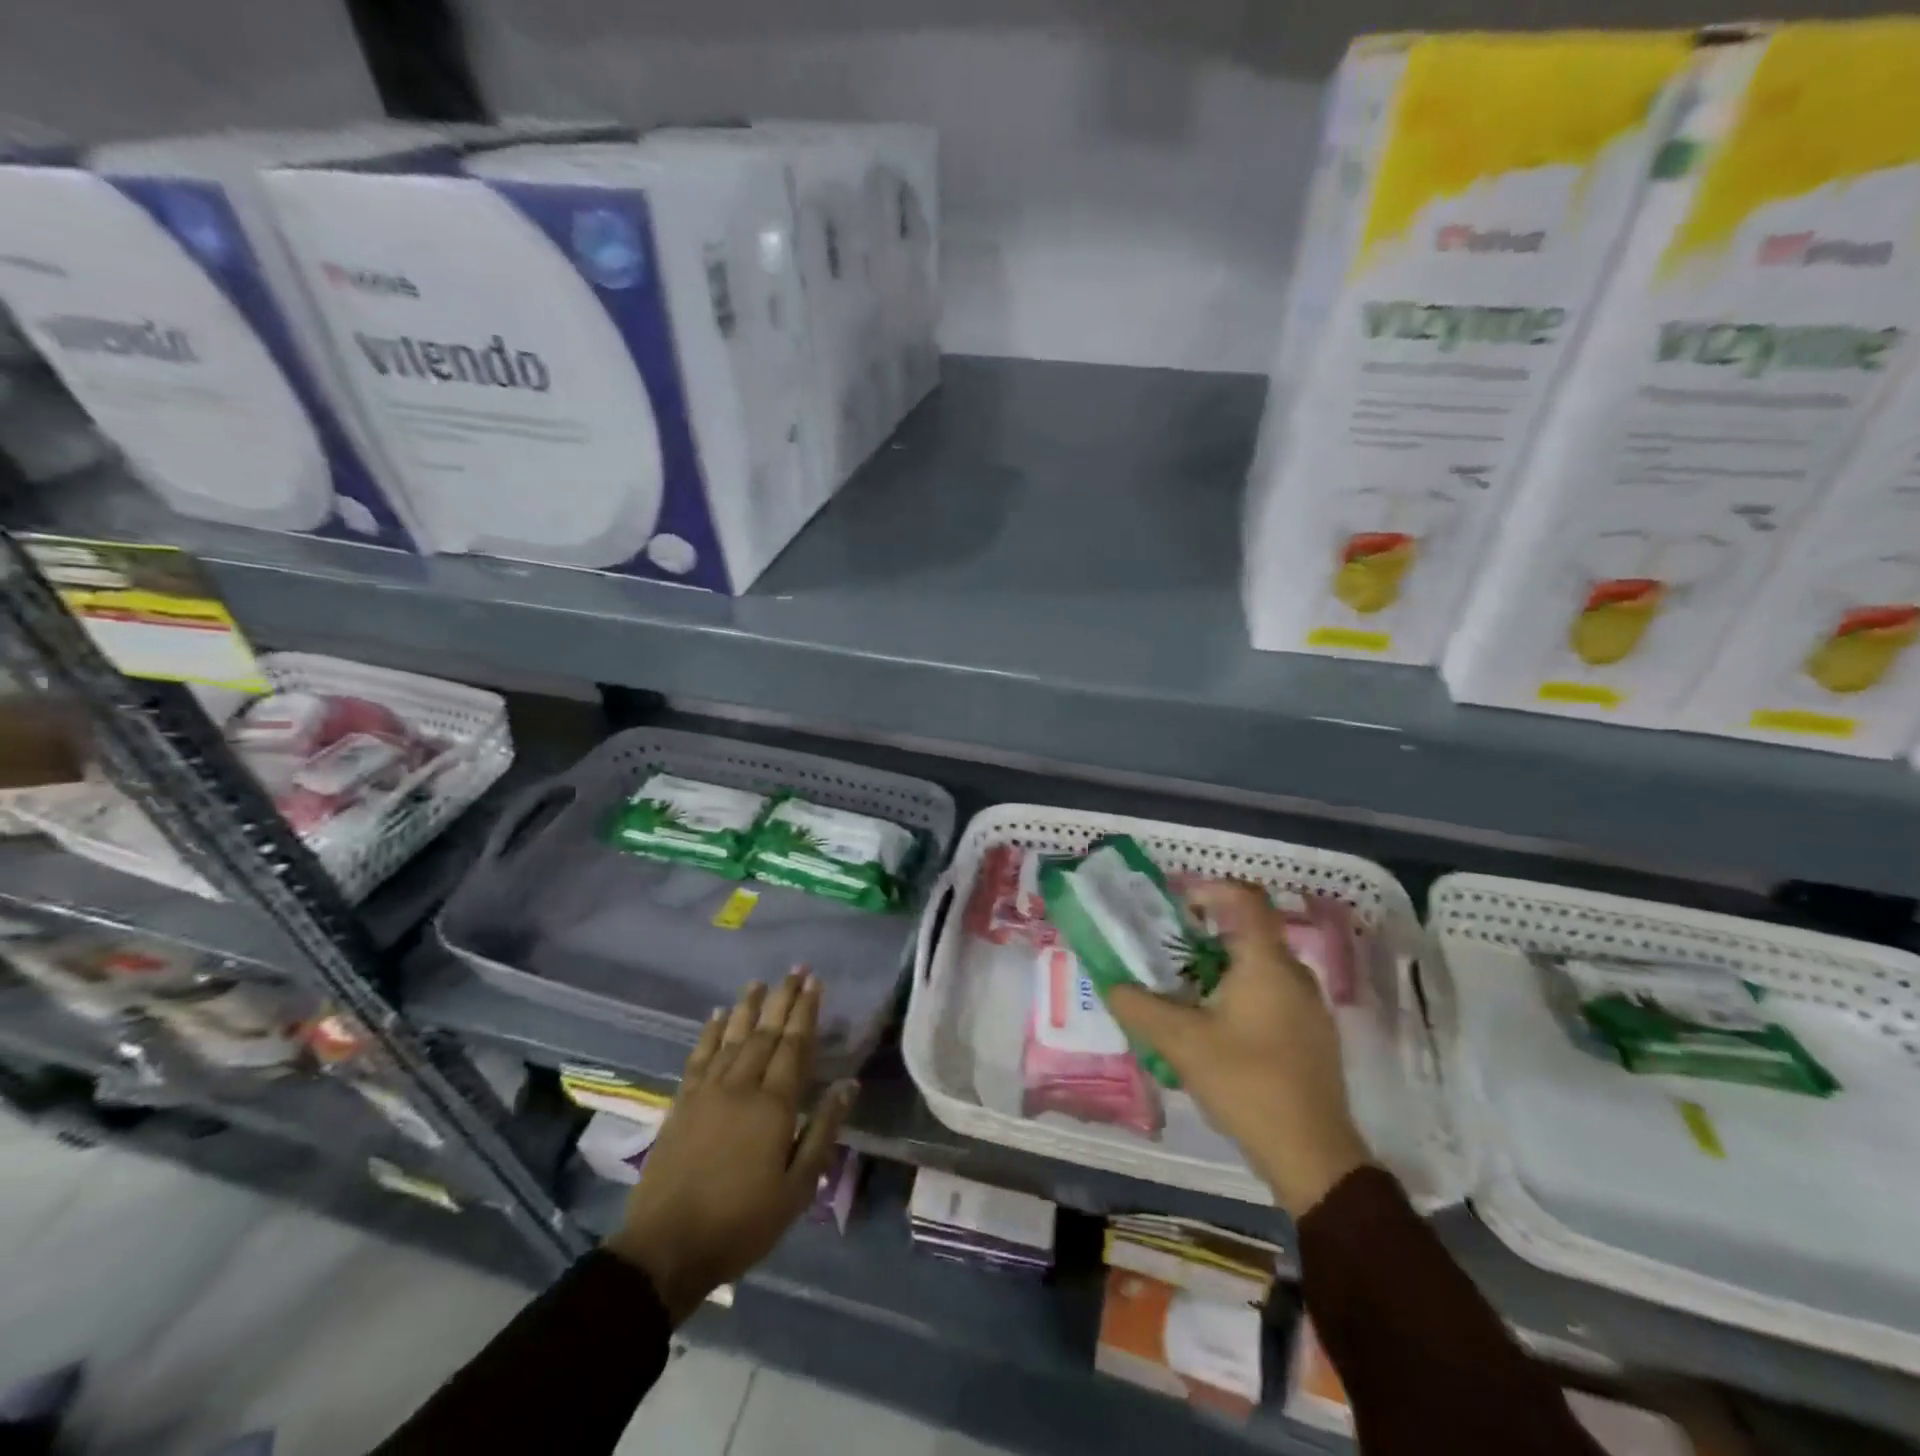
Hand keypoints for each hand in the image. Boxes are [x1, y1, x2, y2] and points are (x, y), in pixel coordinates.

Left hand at [605, 970, 855, 1321]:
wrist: (666, 1248)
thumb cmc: (742, 1223)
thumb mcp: (797, 1188)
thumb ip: (823, 1131)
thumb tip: (848, 1085)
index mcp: (774, 1105)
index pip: (795, 1046)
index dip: (806, 1012)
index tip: (815, 983)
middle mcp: (741, 1086)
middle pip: (766, 1033)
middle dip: (783, 999)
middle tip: (796, 969)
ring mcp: (707, 1092)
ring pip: (733, 1037)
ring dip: (749, 1007)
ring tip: (760, 982)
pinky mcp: (682, 1103)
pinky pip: (700, 1056)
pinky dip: (711, 1032)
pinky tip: (718, 1016)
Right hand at [1105, 881, 1370, 1216]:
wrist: (1314, 1156)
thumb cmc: (1247, 1084)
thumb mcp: (1182, 1044)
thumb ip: (1140, 1008)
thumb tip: (1111, 984)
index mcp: (1267, 963)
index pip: (1245, 899)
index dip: (1210, 889)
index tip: (1177, 905)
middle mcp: (1294, 974)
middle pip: (1249, 932)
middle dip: (1205, 934)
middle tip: (1167, 951)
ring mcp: (1308, 1006)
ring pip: (1260, 965)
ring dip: (1220, 966)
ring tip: (1183, 990)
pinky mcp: (1311, 1034)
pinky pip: (1271, 992)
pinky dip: (1240, 991)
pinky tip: (1215, 1027)